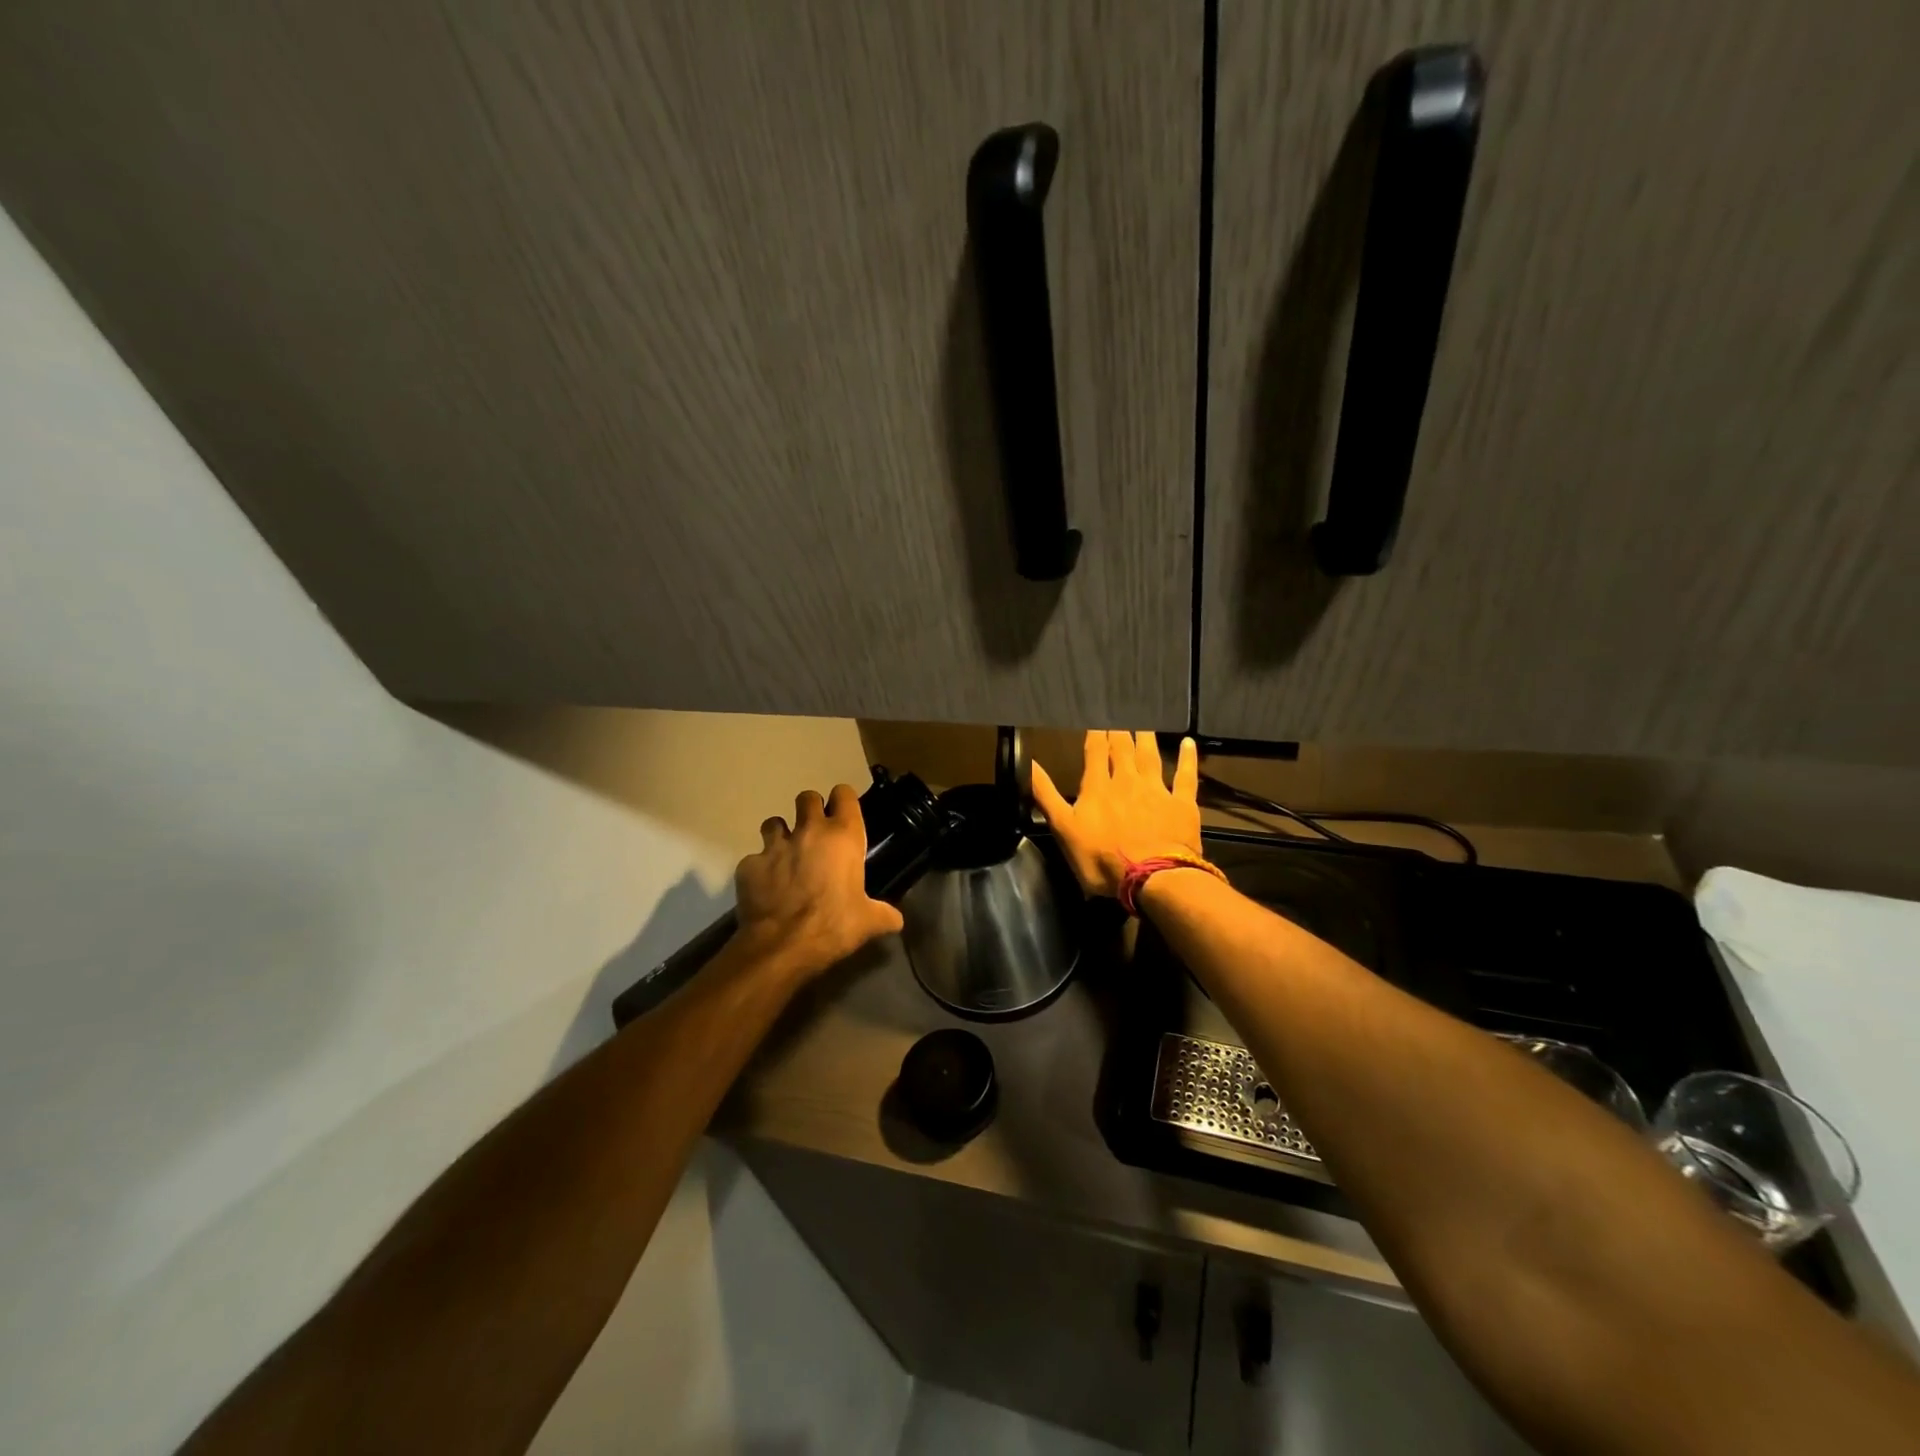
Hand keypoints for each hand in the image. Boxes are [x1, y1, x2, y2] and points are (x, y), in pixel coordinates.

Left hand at [733, 784, 905, 983]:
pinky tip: (765, 887)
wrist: (782, 946)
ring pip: (773, 822)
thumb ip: (884, 915)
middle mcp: (809, 831)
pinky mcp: (749, 864)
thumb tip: (896, 920)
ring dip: (780, 834)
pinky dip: (759, 869)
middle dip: (810, 809)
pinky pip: (754, 859)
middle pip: (806, 797)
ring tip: (785, 855)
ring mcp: (775, 846)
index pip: (844, 794)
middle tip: (814, 832)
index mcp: (843, 837)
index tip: (843, 814)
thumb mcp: (867, 922)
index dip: (843, 800)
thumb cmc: (834, 926)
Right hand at [1031, 730, 1201, 898]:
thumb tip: (1030, 763)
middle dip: (1119, 732)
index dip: (1095, 735)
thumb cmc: (1101, 858)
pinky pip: (1186, 776)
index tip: (1096, 719)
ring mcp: (1156, 791)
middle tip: (1120, 715)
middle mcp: (1127, 781)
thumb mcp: (1063, 829)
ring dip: (1146, 738)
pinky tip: (1188, 742)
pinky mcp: (1182, 804)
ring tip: (1144, 723)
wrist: (1152, 876)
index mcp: (1098, 787)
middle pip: (1122, 749)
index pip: (1095, 753)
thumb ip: (1047, 795)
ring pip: (1150, 757)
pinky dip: (1188, 758)